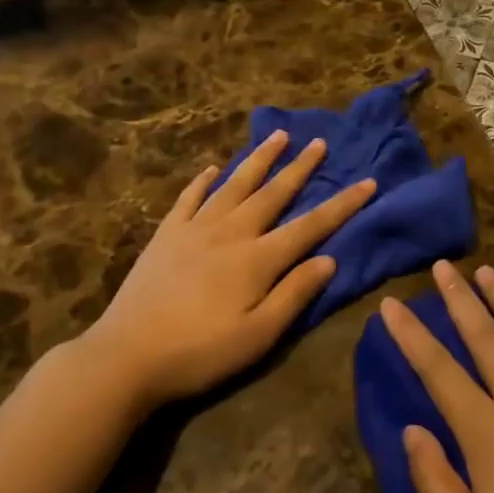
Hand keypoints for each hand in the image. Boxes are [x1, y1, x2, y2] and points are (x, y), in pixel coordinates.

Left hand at [83, 131, 376, 404]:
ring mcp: (195, 229)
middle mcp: (231, 232)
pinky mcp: (166, 235)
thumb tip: (329, 259)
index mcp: (258, 259)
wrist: (126, 356)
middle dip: (300, 168)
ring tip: (277, 136)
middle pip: (273, 193)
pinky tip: (214, 168)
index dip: (342, 204)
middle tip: (320, 142)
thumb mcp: (258, 336)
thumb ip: (294, 294)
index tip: (368, 182)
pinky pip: (190, 198)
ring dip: (258, 159)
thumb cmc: (200, 353)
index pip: (310, 226)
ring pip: (234, 185)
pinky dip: (204, 180)